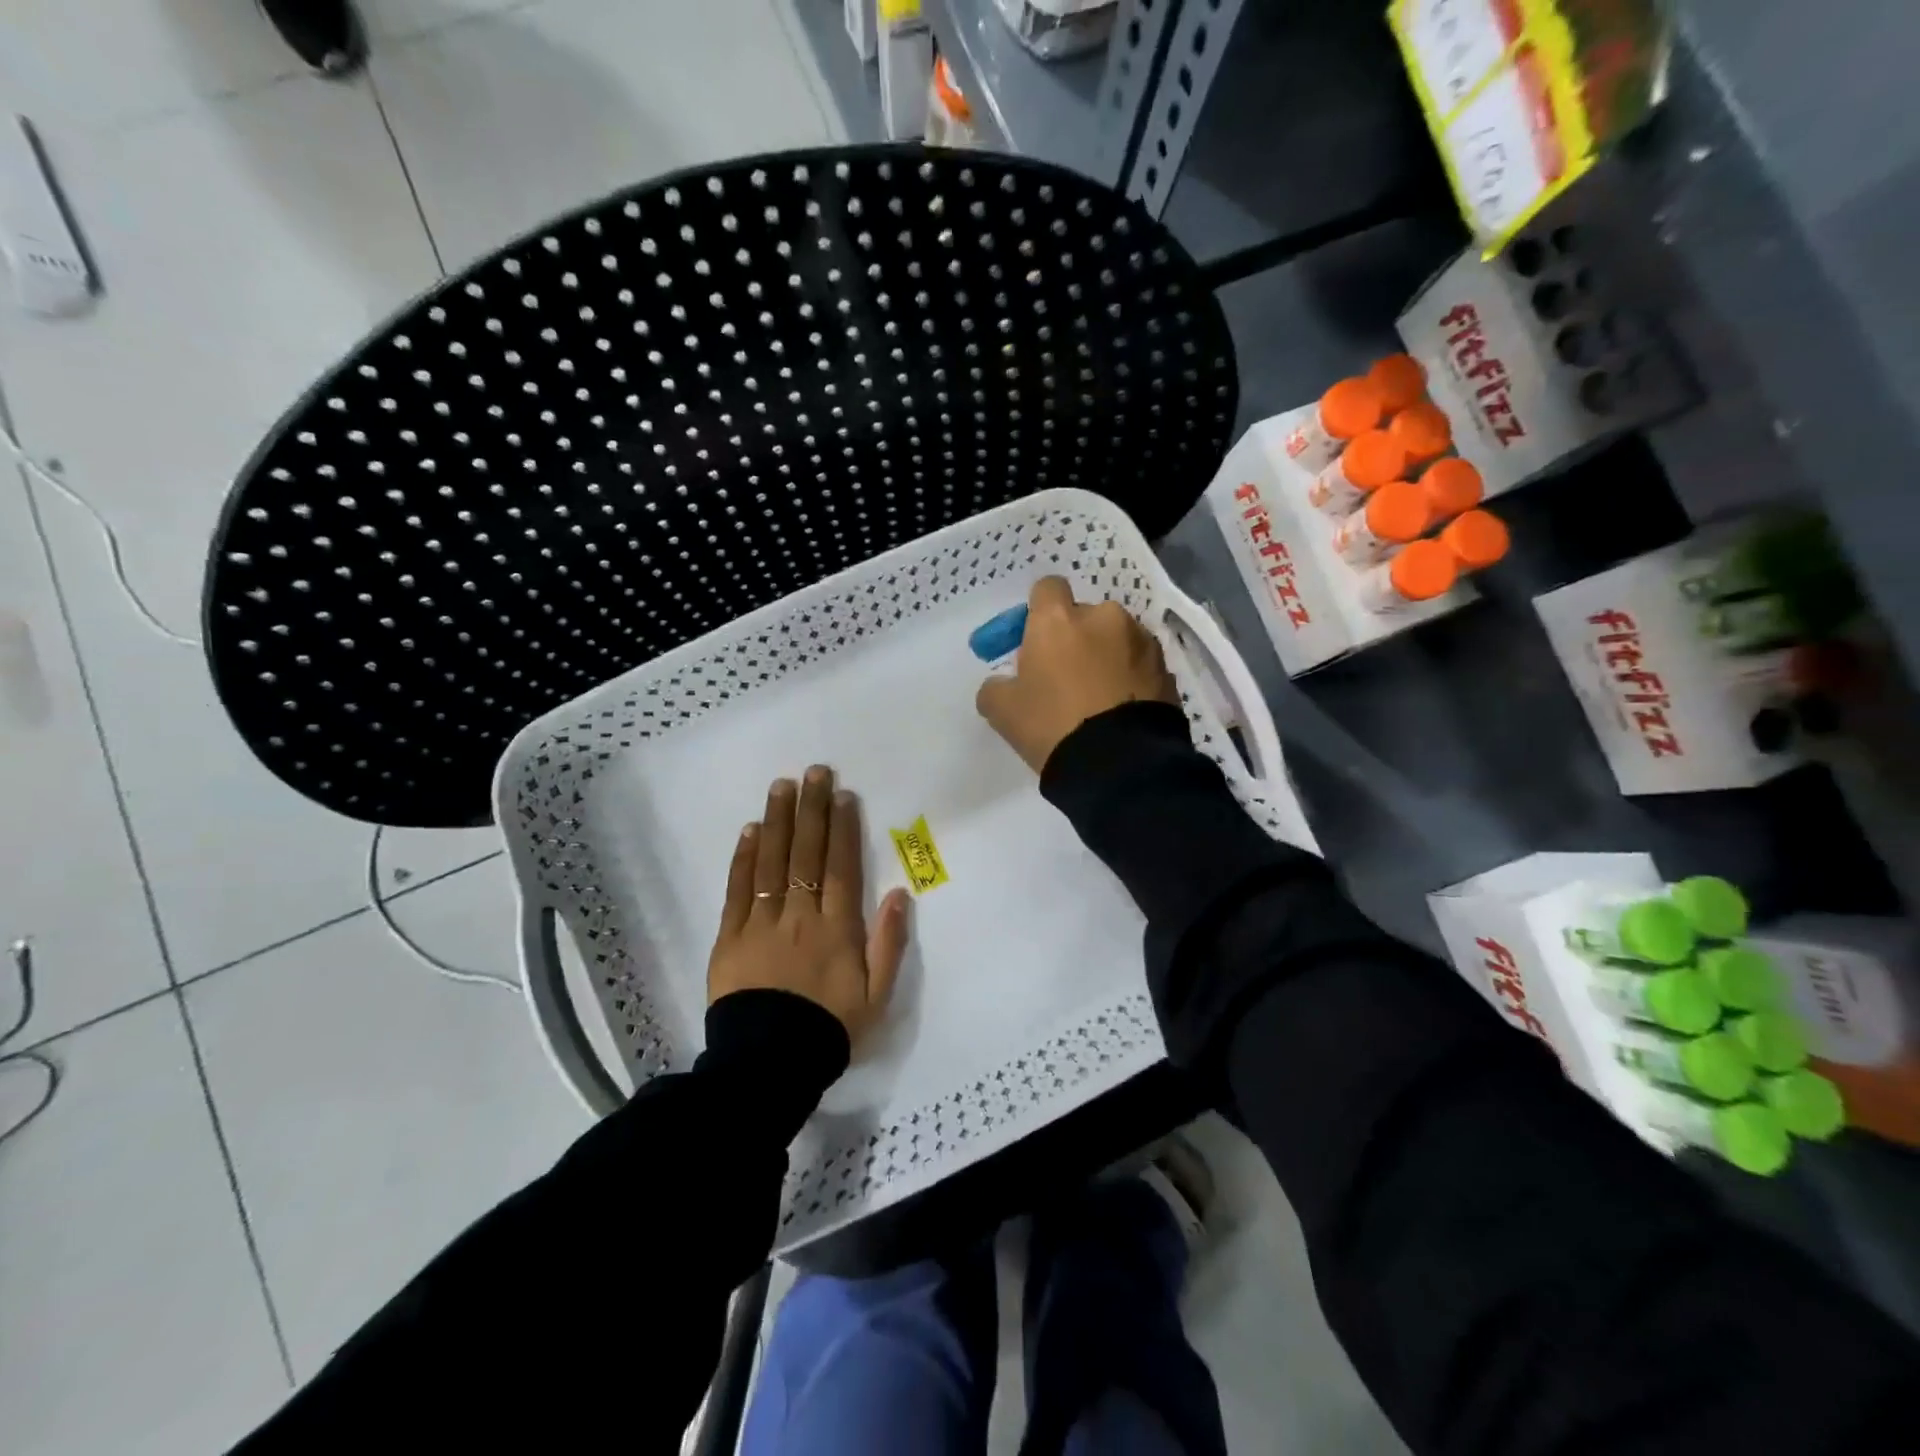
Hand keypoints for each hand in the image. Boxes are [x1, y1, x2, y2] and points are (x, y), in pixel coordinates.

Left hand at [708, 766, 910, 1044]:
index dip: (842, 827)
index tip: (843, 795)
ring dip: (778, 821)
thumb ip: (889, 943)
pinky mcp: (730, 937)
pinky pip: (738, 890)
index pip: (840, 866)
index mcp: (837, 928)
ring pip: (772, 862)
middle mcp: (800, 915)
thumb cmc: (829, 1027)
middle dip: (812, 809)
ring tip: (781, 786)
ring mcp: (762, 923)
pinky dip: (744, 858)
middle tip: (814, 772)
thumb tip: (898, 893)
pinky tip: (750, 830)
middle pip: (806, 853)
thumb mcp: (876, 995)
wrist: (769, 1064)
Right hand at [975, 576, 1177, 772]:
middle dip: (1076, 638)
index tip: (1035, 641)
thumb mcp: (1002, 711)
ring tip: (1099, 698)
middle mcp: (1104, 617)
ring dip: (1107, 656)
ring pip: (1117, 639)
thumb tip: (1003, 683)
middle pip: (1085, 616)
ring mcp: (1142, 641)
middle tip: (1065, 678)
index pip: (1047, 588)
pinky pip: (1140, 665)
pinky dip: (1130, 678)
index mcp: (1059, 619)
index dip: (1039, 612)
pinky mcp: (1166, 669)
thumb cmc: (1052, 726)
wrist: (1120, 765)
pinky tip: (1121, 710)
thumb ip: (996, 686)